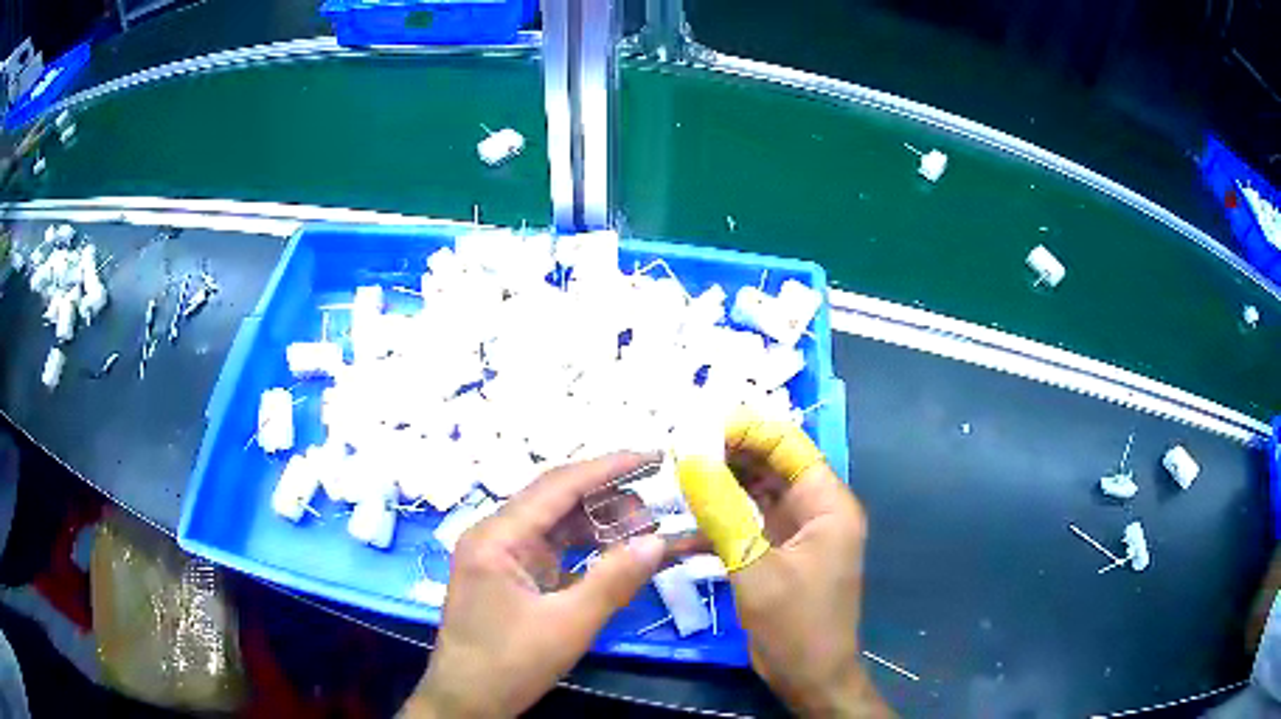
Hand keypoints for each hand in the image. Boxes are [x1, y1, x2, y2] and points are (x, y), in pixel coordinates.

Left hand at [403, 452, 667, 718]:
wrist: (467, 702)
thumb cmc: (509, 664)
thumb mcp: (567, 626)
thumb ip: (613, 580)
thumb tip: (658, 540)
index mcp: (497, 537)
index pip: (558, 486)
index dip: (608, 467)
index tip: (653, 456)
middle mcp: (496, 536)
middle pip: (558, 501)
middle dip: (609, 497)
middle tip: (659, 500)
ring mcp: (503, 557)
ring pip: (558, 526)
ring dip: (601, 525)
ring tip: (646, 528)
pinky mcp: (512, 578)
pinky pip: (555, 552)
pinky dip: (588, 550)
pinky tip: (618, 553)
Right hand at [678, 408, 889, 715]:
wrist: (808, 678)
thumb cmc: (796, 624)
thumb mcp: (757, 568)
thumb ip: (723, 512)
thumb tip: (691, 458)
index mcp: (828, 504)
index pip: (789, 445)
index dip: (747, 430)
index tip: (699, 427)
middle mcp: (815, 511)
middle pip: (770, 466)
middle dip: (727, 456)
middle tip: (678, 451)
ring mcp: (795, 534)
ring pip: (755, 494)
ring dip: (719, 488)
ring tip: (674, 478)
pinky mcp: (776, 555)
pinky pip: (746, 524)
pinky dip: (718, 522)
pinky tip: (682, 528)